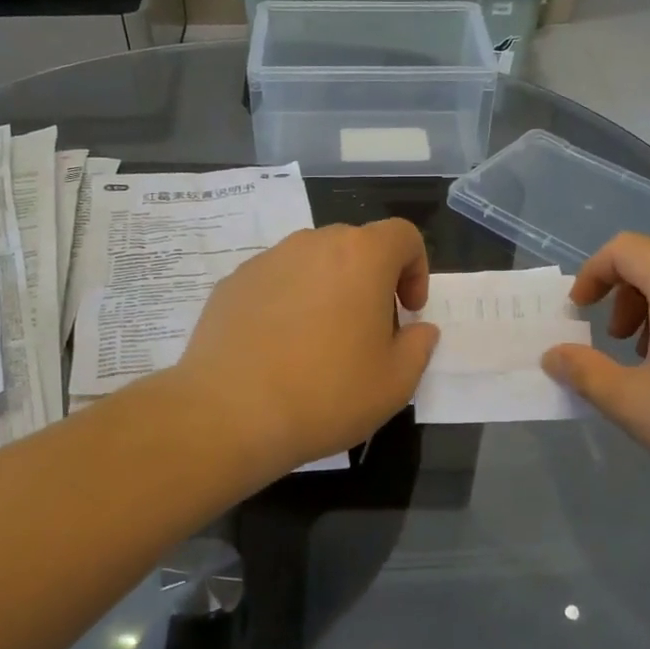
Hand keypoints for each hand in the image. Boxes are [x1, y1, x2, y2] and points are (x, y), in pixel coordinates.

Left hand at [173, 220, 440, 475]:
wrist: (230, 412)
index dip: (416, 269)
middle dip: (371, 279)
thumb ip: (418, 347)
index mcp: (361, 257)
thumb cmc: (326, 394)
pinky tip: (279, 348)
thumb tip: (419, 330)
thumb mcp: (395, 383)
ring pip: (311, 262)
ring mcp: (266, 260)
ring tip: (320, 340)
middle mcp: (312, 244)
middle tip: (369, 329)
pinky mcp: (232, 283)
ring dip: (328, 289)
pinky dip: (288, 302)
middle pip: (355, 245)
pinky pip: (275, 282)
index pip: (402, 235)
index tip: (408, 311)